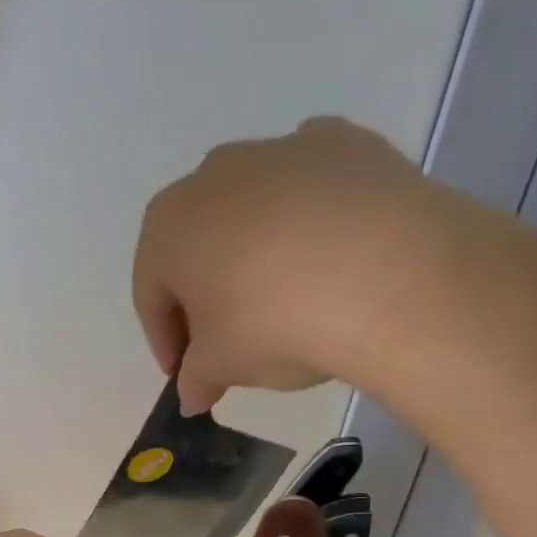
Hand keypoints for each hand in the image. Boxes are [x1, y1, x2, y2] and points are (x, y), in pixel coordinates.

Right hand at [133, 116, 536, 413]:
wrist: (385, 275)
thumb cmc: (275, 323)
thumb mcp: (225, 366)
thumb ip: (197, 378)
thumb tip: (191, 393)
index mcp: (169, 225)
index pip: (151, 292)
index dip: (165, 339)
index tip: (186, 374)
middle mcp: (214, 174)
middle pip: (200, 244)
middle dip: (209, 292)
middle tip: (233, 340)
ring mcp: (280, 149)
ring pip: (256, 210)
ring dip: (261, 252)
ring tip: (292, 299)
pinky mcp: (343, 143)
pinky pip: (315, 189)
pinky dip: (316, 219)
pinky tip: (338, 256)